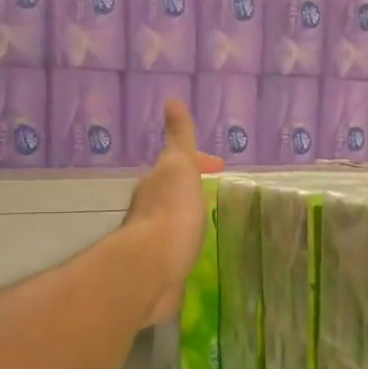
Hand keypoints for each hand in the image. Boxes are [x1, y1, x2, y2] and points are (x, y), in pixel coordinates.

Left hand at [123, 100, 223, 325]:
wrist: (152, 268)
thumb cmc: (172, 213)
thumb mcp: (179, 165)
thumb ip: (179, 137)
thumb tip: (172, 100)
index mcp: (156, 183)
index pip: (178, 164)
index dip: (198, 161)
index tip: (218, 166)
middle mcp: (148, 209)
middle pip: (171, 192)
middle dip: (189, 189)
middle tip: (212, 192)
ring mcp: (152, 240)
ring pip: (171, 221)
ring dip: (186, 217)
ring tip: (206, 221)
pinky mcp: (159, 268)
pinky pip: (174, 249)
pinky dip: (183, 245)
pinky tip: (193, 253)